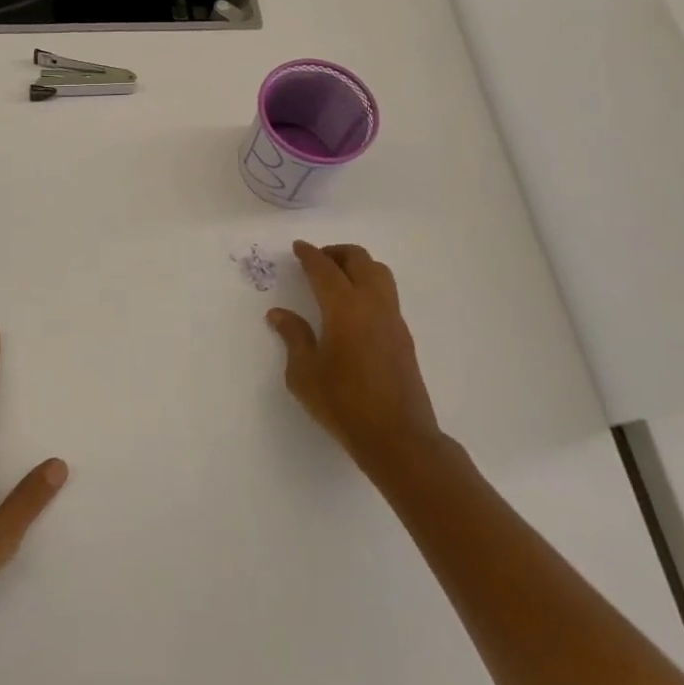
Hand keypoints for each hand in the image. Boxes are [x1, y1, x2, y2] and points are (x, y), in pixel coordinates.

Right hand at [266, 242, 445, 477]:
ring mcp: (393, 320)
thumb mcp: (304, 373)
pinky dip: (368, 286)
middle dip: (336, 253)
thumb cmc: (343, 403)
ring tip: (336, 280)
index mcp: (344, 308)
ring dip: (357, 266)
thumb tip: (279, 314)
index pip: (325, 269)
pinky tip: (352, 309)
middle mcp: (373, 304)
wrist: (398, 437)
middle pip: (360, 260)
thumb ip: (293, 337)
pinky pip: (387, 295)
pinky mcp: (404, 337)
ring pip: (380, 274)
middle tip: (316, 261)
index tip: (298, 247)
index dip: (310, 255)